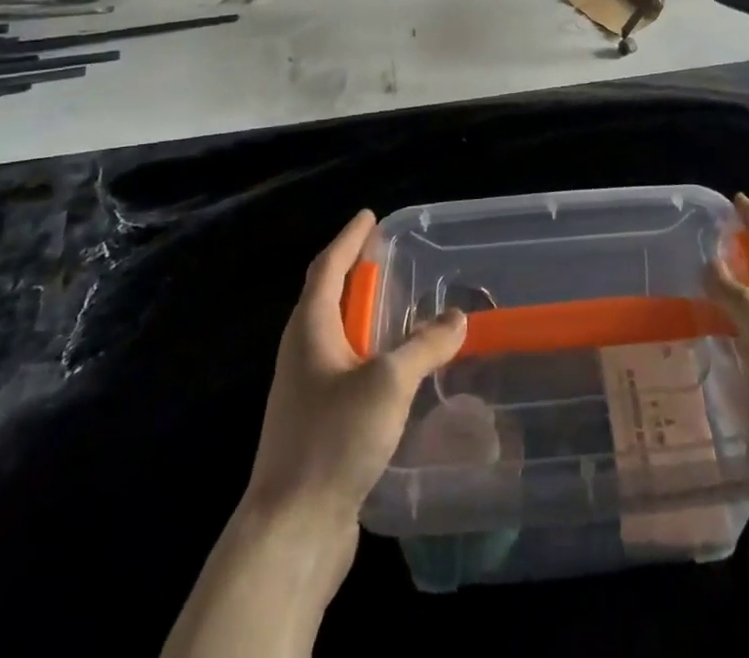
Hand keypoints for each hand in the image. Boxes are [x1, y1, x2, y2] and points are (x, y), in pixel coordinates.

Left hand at [242, 209, 467, 539]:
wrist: (290, 531)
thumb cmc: (332, 440)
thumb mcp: (387, 382)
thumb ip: (424, 345)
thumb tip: (458, 316)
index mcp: (309, 330)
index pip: (327, 267)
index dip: (348, 239)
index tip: (369, 216)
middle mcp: (303, 354)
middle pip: (328, 299)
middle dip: (357, 274)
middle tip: (391, 259)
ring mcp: (307, 393)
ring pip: (338, 338)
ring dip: (366, 318)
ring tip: (400, 308)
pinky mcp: (317, 426)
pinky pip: (347, 372)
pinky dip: (371, 356)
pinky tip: (398, 371)